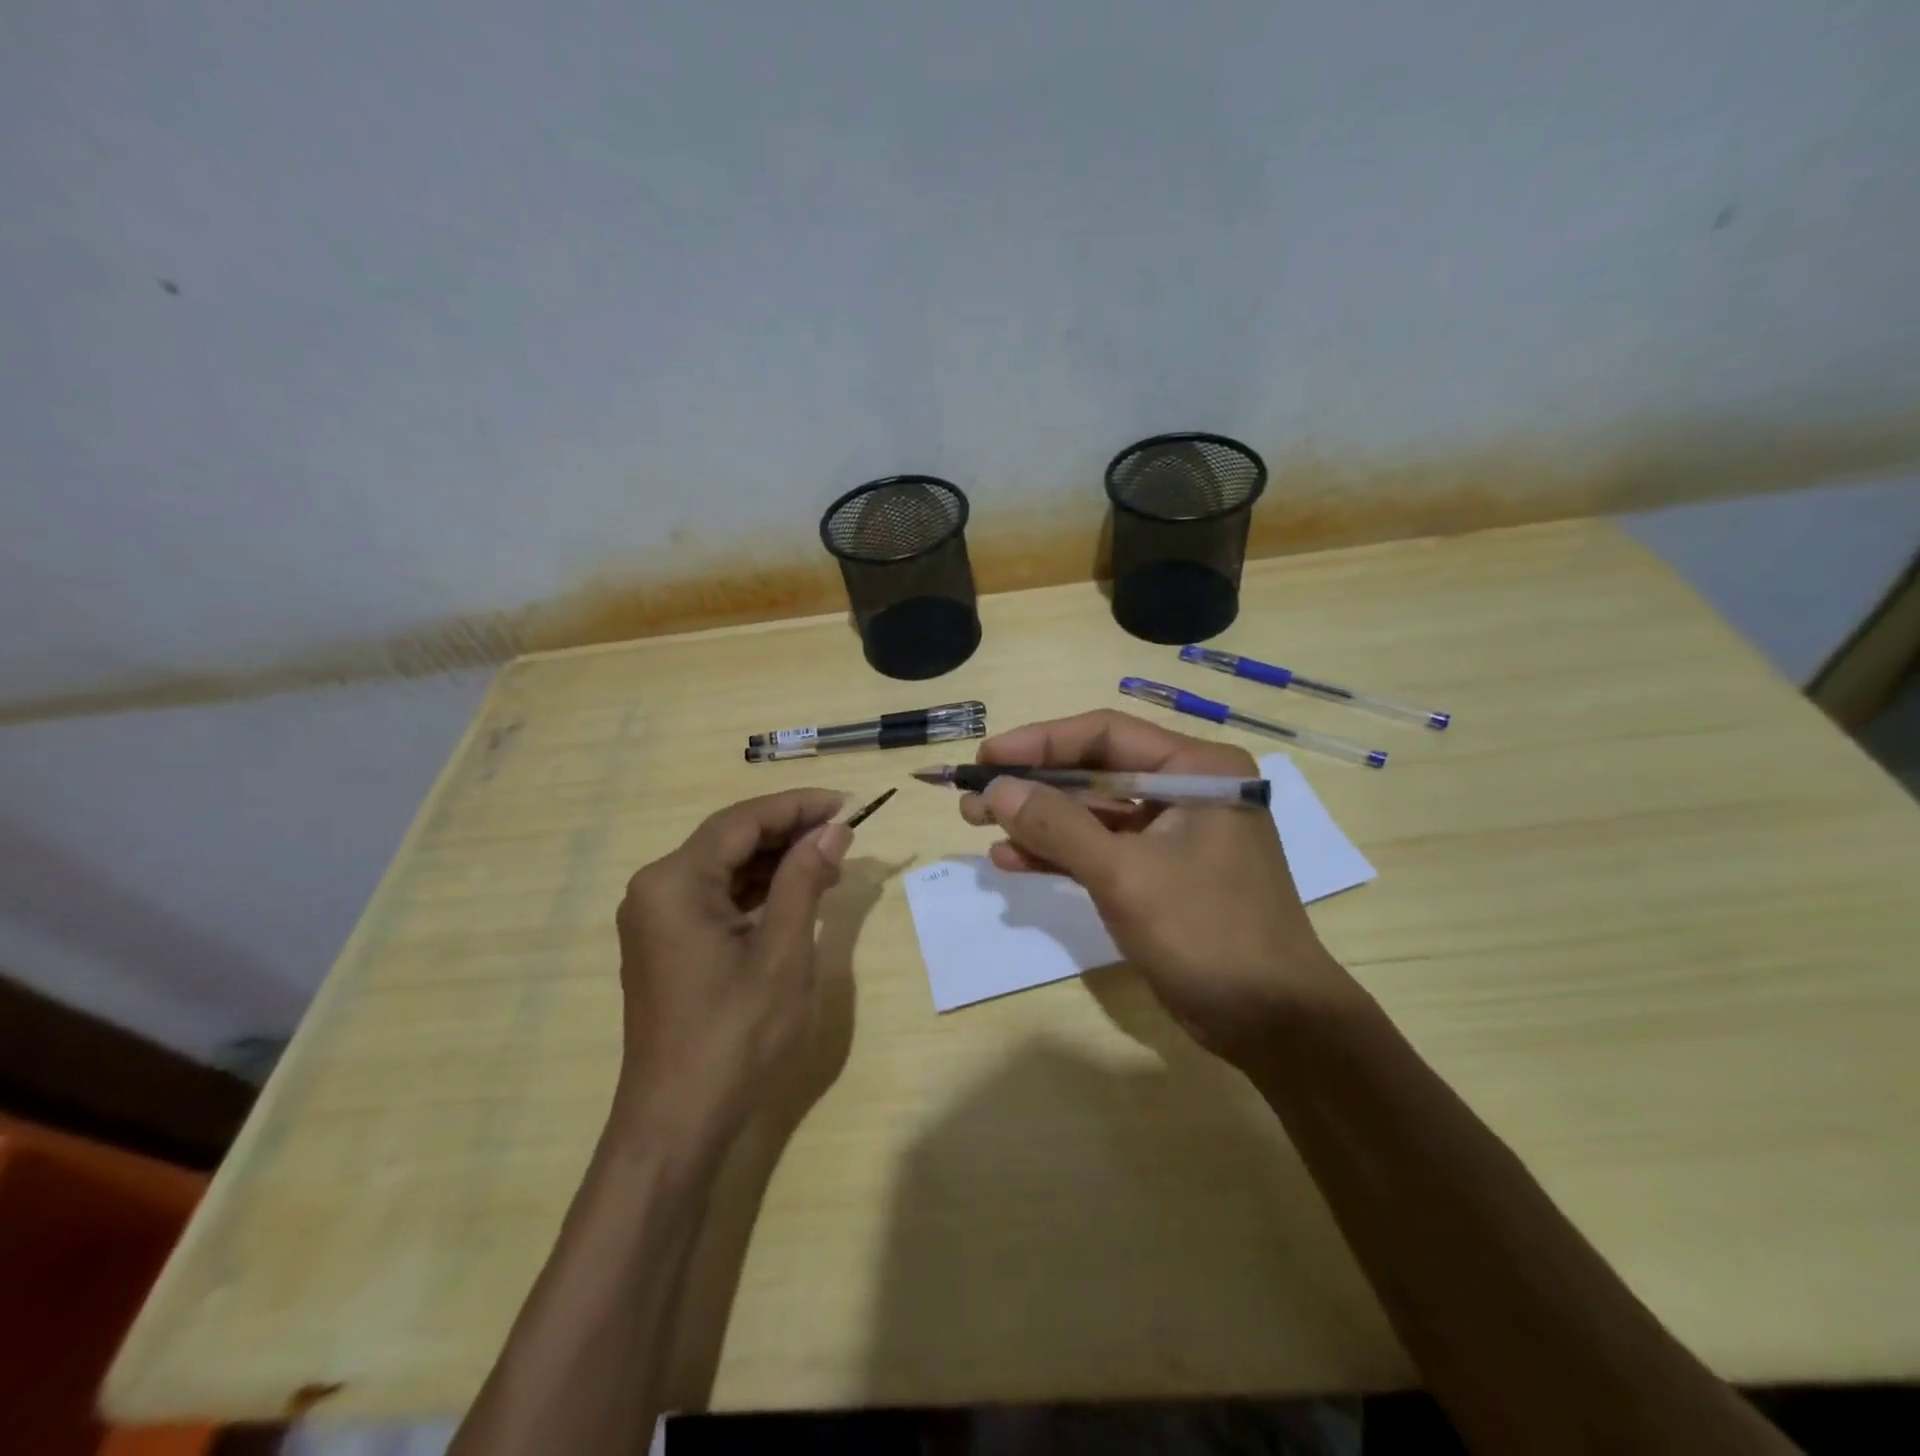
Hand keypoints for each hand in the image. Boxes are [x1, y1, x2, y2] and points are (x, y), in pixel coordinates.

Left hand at [613, 788, 851, 1137]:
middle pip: (730, 840)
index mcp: (675, 882)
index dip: (797, 806)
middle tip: (845, 833)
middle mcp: (656, 889)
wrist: (677, 1124)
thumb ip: (805, 880)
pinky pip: (716, 898)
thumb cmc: (736, 1036)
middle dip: (789, 832)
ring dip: (776, 861)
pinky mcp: (667, 944)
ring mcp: (657, 919)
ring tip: (831, 861)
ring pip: (725, 868)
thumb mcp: (783, 952)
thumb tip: (833, 830)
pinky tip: (797, 893)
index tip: (846, 803)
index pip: (742, 821)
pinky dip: (758, 891)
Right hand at [962, 710, 1362, 1064]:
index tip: (987, 756)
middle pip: (1095, 773)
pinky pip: (1100, 849)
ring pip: (1091, 813)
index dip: (1040, 742)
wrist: (1271, 1023)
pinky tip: (1011, 860)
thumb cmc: (1208, 933)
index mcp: (1197, 769)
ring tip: (977, 825)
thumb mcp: (1125, 874)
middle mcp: (1186, 789)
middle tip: (973, 797)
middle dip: (1032, 786)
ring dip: (1037, 821)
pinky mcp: (1158, 872)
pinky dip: (1058, 854)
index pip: (1106, 735)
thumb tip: (997, 789)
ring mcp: (1172, 833)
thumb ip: (1058, 826)